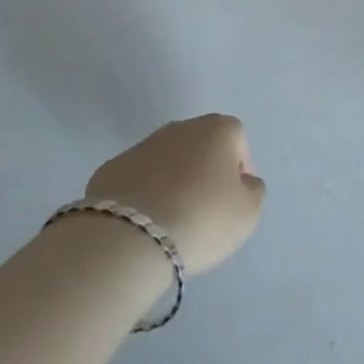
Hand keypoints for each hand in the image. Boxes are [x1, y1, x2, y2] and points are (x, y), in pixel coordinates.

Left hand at [85, 114, 265, 272]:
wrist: (129, 236)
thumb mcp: (248, 212)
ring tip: (171, 220)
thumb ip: (253, 190)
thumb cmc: (202, 218)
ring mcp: (141, 145)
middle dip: (204, 172)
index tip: (232, 200)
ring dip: (172, 182)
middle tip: (204, 209)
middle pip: (200, 146)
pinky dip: (142, 195)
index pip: (237, 140)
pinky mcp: (110, 168)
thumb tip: (242, 182)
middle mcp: (180, 127)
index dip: (238, 169)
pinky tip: (143, 223)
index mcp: (218, 129)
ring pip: (166, 161)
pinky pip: (137, 180)